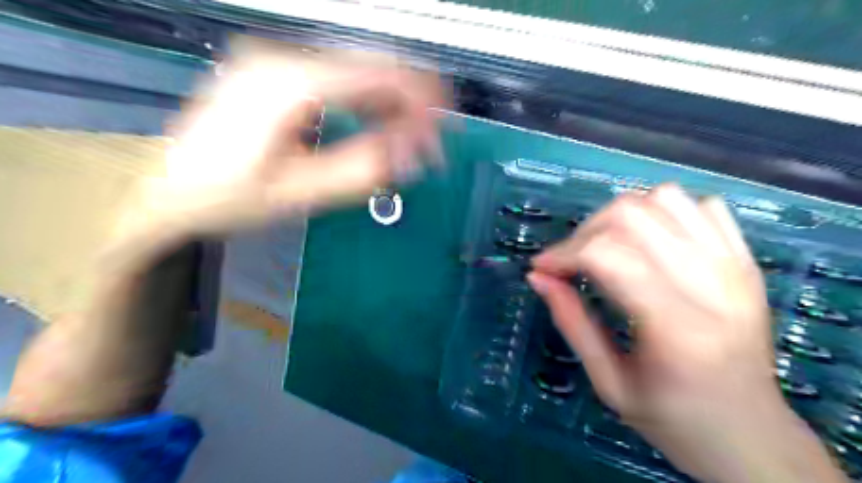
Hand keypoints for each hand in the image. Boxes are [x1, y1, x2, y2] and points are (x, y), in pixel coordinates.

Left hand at [135, 45, 448, 237]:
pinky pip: (340, 81)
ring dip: (394, 103)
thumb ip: (359, 170)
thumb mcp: (298, 193)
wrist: (165, 189)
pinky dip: (370, 103)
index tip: (442, 133)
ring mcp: (280, 63)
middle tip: (434, 140)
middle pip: (371, 65)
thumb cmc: (226, 197)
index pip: (375, 74)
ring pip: (359, 71)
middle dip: (414, 102)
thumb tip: (411, 155)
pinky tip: (383, 126)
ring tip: (413, 140)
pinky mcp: (281, 76)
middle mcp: (284, 58)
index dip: (419, 101)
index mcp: (286, 83)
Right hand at [525, 184, 843, 481]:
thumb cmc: (675, 420)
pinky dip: (664, 211)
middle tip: (569, 261)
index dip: (562, 253)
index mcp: (677, 327)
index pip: (606, 255)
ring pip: (663, 198)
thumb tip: (537, 277)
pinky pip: (701, 205)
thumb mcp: (608, 383)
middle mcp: (712, 285)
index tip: (541, 268)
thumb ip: (571, 324)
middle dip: (585, 231)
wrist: (753, 435)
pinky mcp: (747, 260)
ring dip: (620, 216)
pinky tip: (649, 241)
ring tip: (605, 247)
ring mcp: (736, 266)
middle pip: (631, 215)